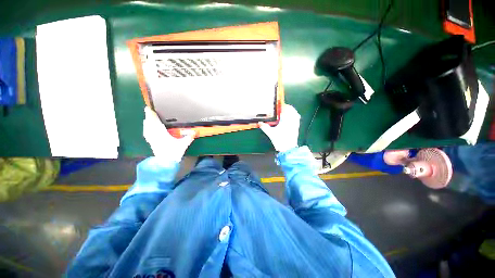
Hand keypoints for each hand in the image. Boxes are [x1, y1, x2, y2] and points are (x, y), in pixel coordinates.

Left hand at [143, 107, 195, 162]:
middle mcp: (155, 136)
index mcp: (162, 134)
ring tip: (147, 118)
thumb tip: (194, 132)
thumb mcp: (183, 144)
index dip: (152, 115)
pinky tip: (147, 129)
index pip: (156, 123)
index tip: (149, 109)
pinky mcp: (151, 143)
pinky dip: (146, 129)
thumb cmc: (174, 153)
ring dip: (147, 122)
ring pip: (147, 129)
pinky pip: (147, 134)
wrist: (166, 163)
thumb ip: (189, 137)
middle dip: (148, 117)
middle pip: (150, 124)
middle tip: (147, 110)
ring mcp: (152, 140)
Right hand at [259, 104, 300, 152]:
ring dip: (290, 111)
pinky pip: (297, 118)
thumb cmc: (280, 140)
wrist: (288, 149)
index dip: (282, 105)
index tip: (278, 104)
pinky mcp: (297, 127)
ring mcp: (295, 123)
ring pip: (295, 113)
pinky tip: (289, 118)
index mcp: (286, 120)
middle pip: (291, 109)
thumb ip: (265, 127)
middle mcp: (292, 120)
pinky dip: (294, 115)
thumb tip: (259, 123)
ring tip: (285, 112)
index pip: (286, 108)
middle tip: (280, 108)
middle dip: (286, 107)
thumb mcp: (271, 133)